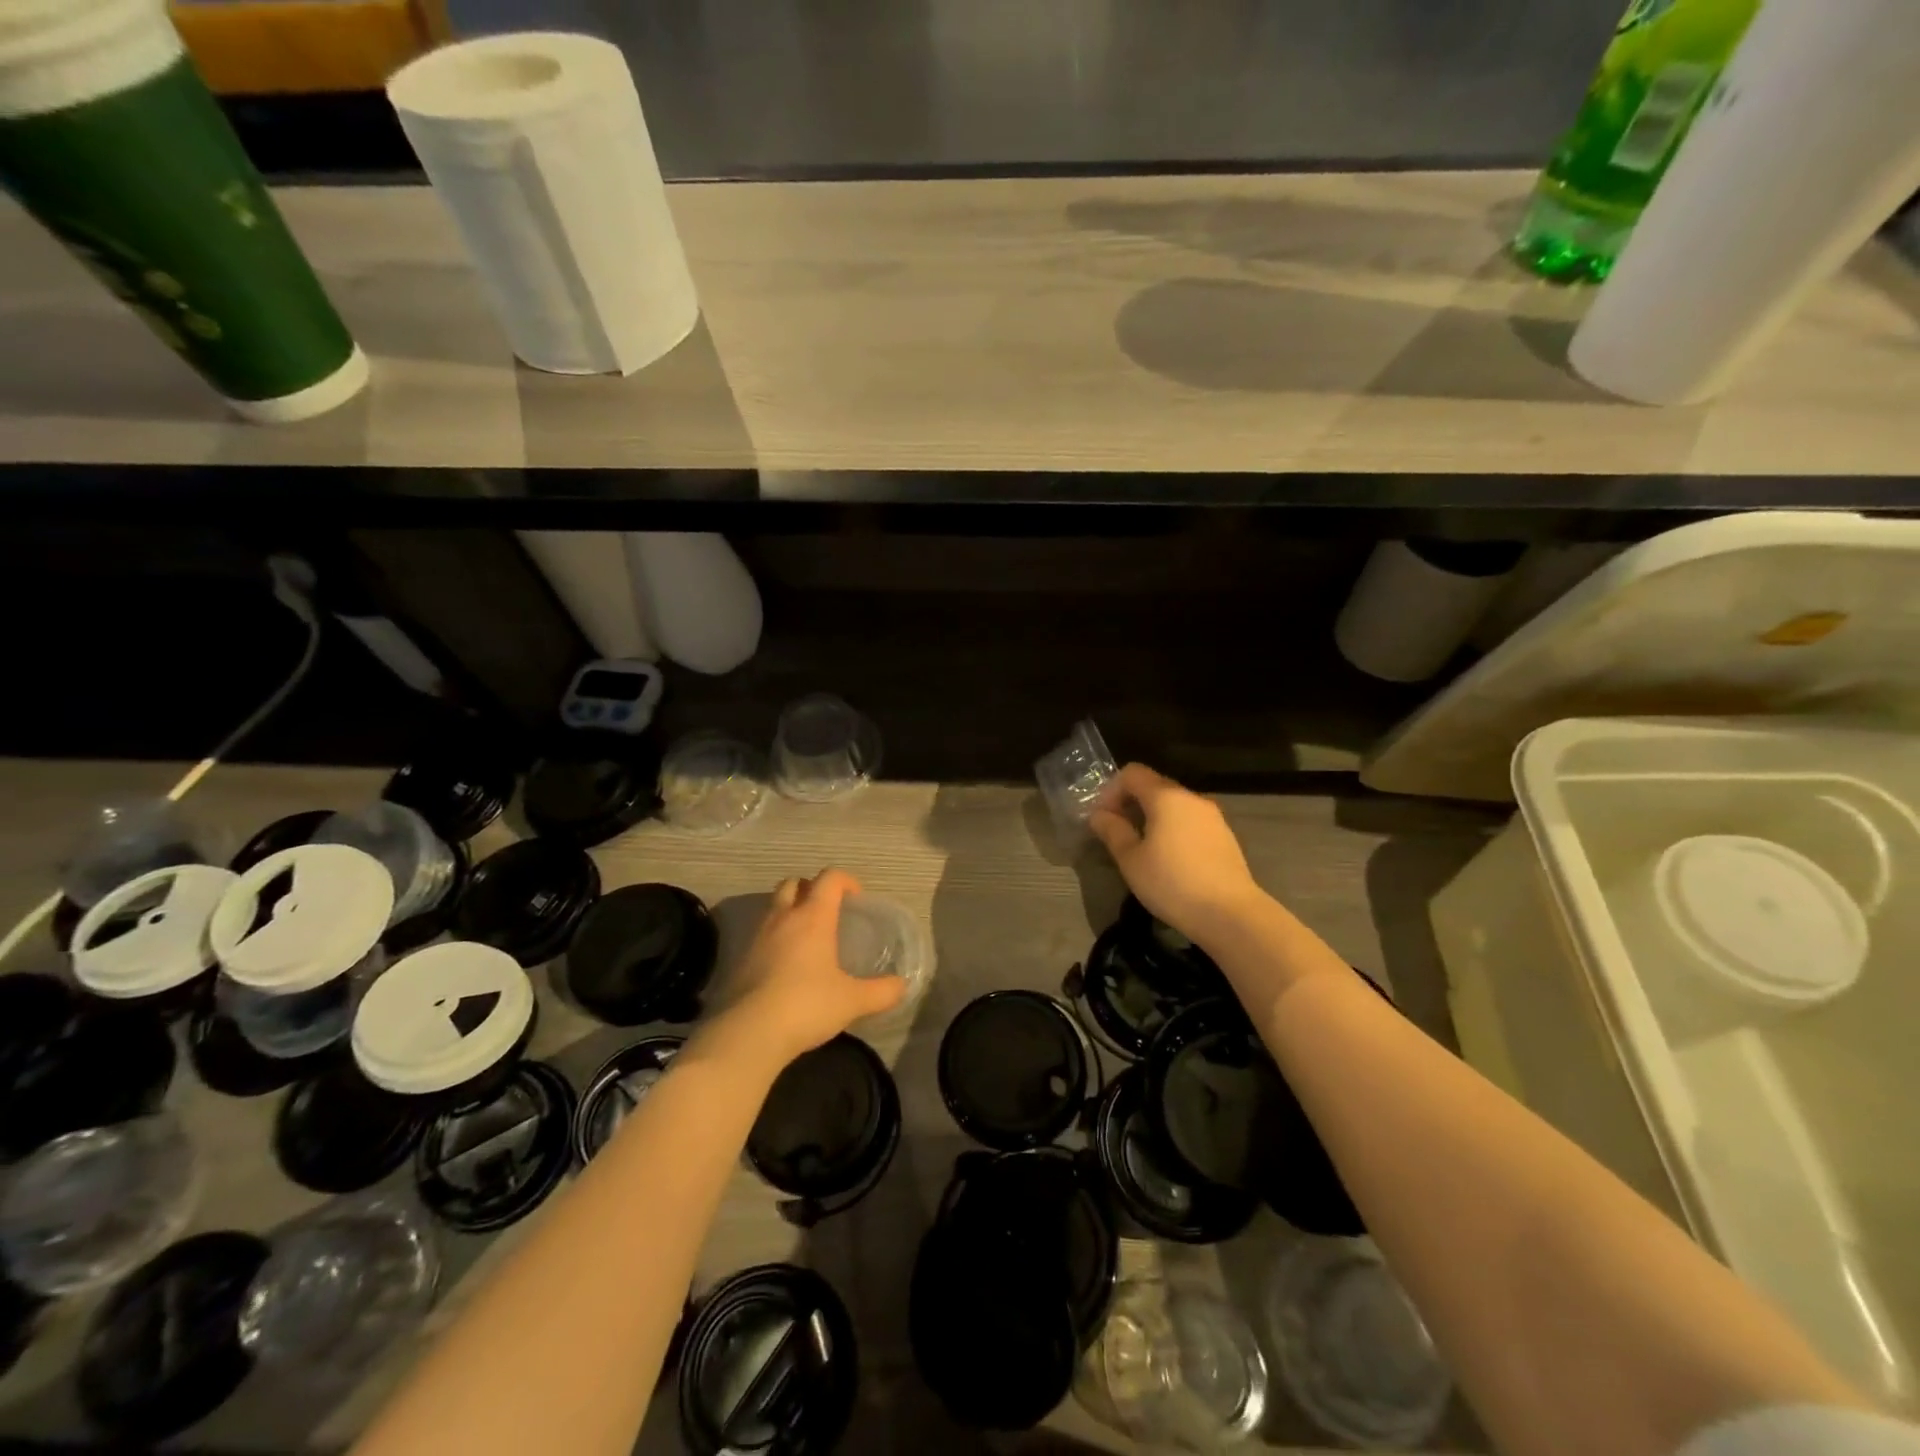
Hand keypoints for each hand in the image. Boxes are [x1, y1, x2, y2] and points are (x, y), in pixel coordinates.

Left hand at [706, 869, 904, 1071]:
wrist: (749, 1032)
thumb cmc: (807, 1005)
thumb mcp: (852, 1001)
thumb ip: (882, 991)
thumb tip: (902, 986)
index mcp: (813, 917)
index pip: (829, 878)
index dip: (846, 881)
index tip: (857, 899)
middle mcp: (783, 917)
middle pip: (794, 883)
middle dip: (811, 889)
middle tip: (827, 912)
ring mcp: (757, 936)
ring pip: (773, 906)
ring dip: (790, 911)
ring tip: (807, 938)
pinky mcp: (740, 959)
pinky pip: (760, 934)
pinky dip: (774, 938)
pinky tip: (785, 965)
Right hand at [1088, 763, 1263, 943]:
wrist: (1231, 914)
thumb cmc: (1172, 883)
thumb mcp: (1131, 860)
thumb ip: (1112, 831)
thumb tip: (1099, 815)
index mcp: (1166, 797)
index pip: (1132, 773)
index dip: (1111, 790)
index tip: (1103, 819)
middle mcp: (1192, 798)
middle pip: (1154, 786)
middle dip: (1131, 803)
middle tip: (1117, 834)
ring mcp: (1213, 816)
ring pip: (1174, 805)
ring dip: (1152, 817)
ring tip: (1142, 849)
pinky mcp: (1225, 836)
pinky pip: (1190, 821)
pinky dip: (1173, 829)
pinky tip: (1169, 859)